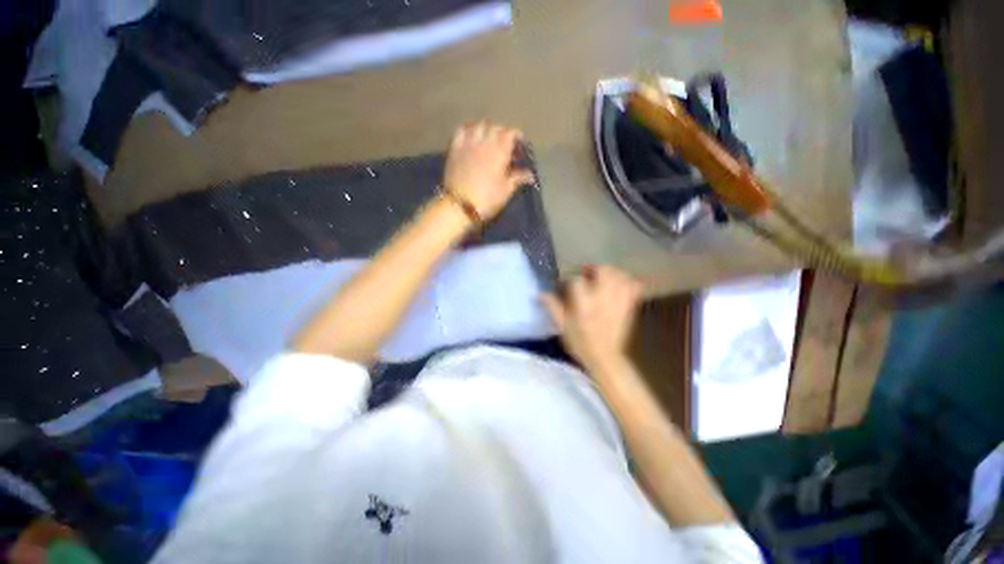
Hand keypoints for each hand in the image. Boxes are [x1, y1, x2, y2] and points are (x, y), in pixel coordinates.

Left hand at [443, 121, 534, 220]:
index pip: (511, 133)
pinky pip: (462, 130)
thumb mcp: (506, 190)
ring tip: (489, 140)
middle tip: (506, 146)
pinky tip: (471, 137)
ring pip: (479, 125)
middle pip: (496, 127)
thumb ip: (518, 178)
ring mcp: (468, 142)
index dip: (517, 137)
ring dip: (486, 129)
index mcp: (500, 149)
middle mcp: (484, 140)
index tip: (520, 147)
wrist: (459, 206)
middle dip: (503, 133)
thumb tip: (531, 175)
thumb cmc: (487, 198)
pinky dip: (469, 130)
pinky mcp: (455, 148)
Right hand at [542, 265, 643, 372]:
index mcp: (584, 304)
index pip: (577, 281)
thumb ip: (552, 306)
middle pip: (604, 271)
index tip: (566, 284)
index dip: (571, 279)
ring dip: (611, 273)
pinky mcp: (629, 306)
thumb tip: (539, 293)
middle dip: (595, 269)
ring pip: (620, 276)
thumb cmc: (580, 342)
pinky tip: (620, 284)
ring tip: (603, 277)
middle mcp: (602, 299)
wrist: (605, 358)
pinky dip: (629, 281)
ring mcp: (618, 302)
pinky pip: (634, 287)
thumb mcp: (562, 326)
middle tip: (587, 274)